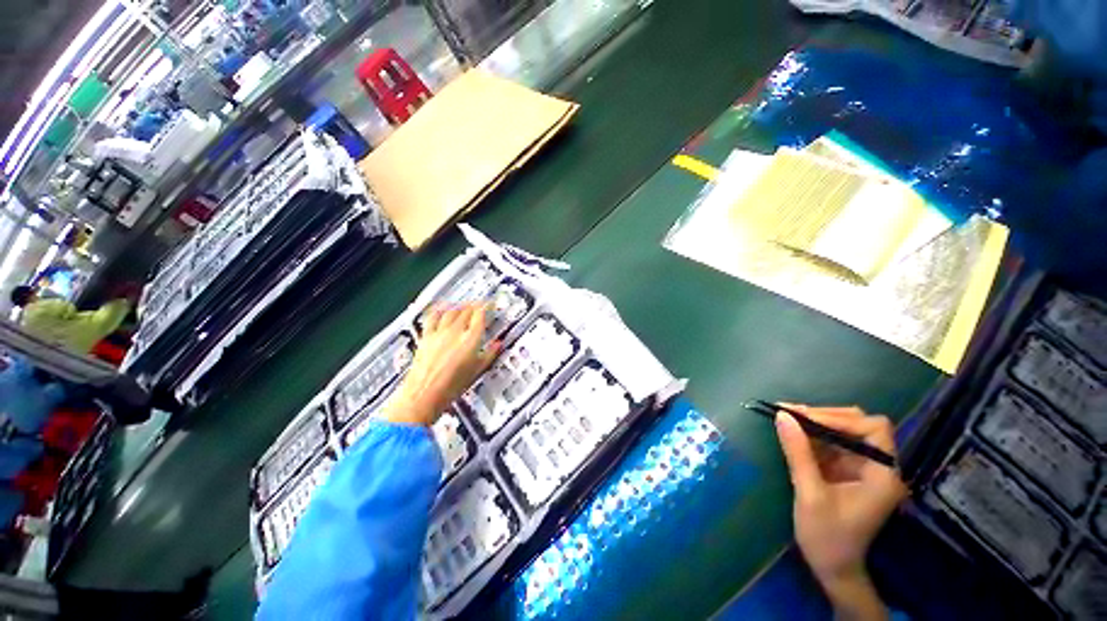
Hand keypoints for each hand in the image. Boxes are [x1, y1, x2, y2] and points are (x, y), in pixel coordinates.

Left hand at [382, 303, 500, 426]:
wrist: (425, 392)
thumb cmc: (450, 387)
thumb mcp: (476, 372)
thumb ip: (488, 355)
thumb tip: (497, 346)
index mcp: (470, 340)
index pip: (480, 316)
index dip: (486, 307)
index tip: (489, 304)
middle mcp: (454, 332)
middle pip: (466, 311)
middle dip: (474, 306)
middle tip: (479, 305)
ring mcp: (438, 333)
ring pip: (451, 311)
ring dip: (459, 306)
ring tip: (463, 305)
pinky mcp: (426, 336)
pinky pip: (433, 317)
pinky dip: (439, 310)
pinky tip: (440, 308)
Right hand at [775, 406, 905, 619]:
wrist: (833, 572)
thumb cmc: (826, 540)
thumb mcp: (810, 499)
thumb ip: (800, 457)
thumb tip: (782, 418)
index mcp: (884, 471)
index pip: (871, 429)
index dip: (841, 419)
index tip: (807, 415)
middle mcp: (884, 465)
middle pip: (863, 427)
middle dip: (831, 419)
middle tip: (798, 414)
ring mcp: (872, 470)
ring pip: (852, 436)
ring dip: (825, 429)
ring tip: (796, 422)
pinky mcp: (859, 476)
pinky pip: (844, 450)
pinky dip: (824, 444)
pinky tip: (804, 441)